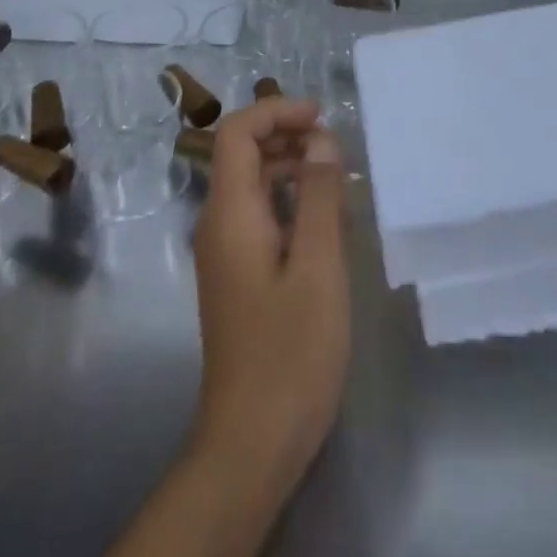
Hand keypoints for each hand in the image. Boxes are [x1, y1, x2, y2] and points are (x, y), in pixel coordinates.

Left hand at [191, 98, 350, 485]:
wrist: (251, 444)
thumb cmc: (290, 353)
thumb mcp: (318, 267)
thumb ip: (319, 197)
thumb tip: (321, 140)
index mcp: (229, 214)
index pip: (236, 133)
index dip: (275, 112)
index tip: (321, 117)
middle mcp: (219, 224)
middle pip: (242, 154)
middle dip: (286, 134)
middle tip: (336, 145)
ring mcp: (226, 251)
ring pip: (252, 184)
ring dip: (290, 165)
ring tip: (337, 174)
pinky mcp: (239, 274)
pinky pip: (259, 214)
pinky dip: (288, 198)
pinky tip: (323, 216)